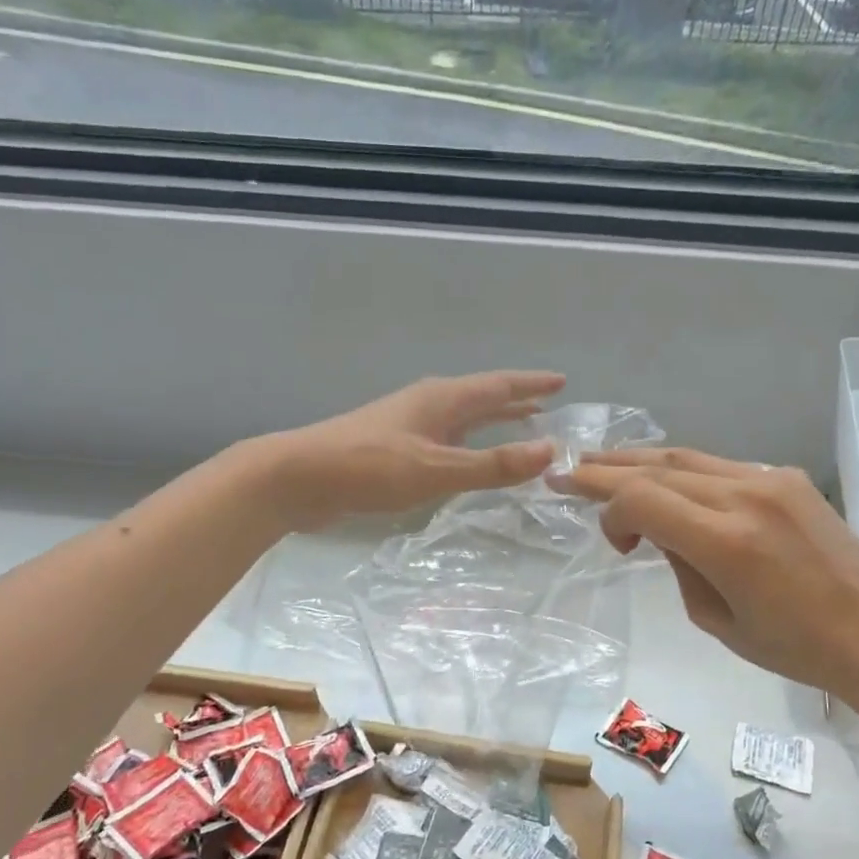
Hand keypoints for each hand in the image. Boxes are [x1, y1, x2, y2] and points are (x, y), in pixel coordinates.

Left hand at [266, 371, 564, 527]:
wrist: (298, 478)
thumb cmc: (370, 468)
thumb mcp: (437, 468)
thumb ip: (492, 464)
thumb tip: (551, 451)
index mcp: (442, 400)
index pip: (498, 386)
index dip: (531, 385)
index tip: (561, 381)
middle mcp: (428, 405)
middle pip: (481, 398)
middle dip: (515, 402)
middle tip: (547, 405)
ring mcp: (408, 425)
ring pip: (462, 419)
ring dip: (492, 422)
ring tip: (518, 427)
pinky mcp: (393, 448)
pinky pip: (446, 440)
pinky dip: (468, 444)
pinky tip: (466, 459)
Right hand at [556, 447, 858, 712]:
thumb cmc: (794, 647)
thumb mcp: (715, 620)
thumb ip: (677, 565)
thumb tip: (660, 530)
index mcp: (727, 542)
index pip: (642, 499)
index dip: (608, 508)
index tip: (609, 539)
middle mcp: (746, 496)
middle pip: (658, 468)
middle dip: (607, 470)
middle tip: (567, 471)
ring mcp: (770, 479)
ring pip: (686, 456)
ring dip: (640, 461)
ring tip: (601, 463)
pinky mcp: (786, 477)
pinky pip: (718, 465)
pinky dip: (681, 470)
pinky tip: (662, 479)